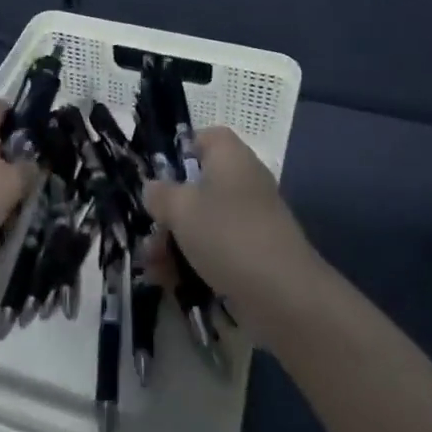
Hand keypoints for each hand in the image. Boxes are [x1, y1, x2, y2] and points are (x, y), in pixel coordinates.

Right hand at [143, 125, 317, 334]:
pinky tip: (169, 282)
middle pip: (199, 185)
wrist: (283, 295)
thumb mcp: (181, 209)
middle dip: (169, 211)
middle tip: (148, 233)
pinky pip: (217, 249)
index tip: (158, 177)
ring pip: (204, 221)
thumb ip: (160, 194)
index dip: (180, 151)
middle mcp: (243, 181)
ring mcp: (251, 219)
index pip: (206, 137)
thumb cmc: (227, 234)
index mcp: (230, 156)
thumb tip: (153, 188)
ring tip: (153, 267)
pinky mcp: (254, 253)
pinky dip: (194, 262)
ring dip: (175, 241)